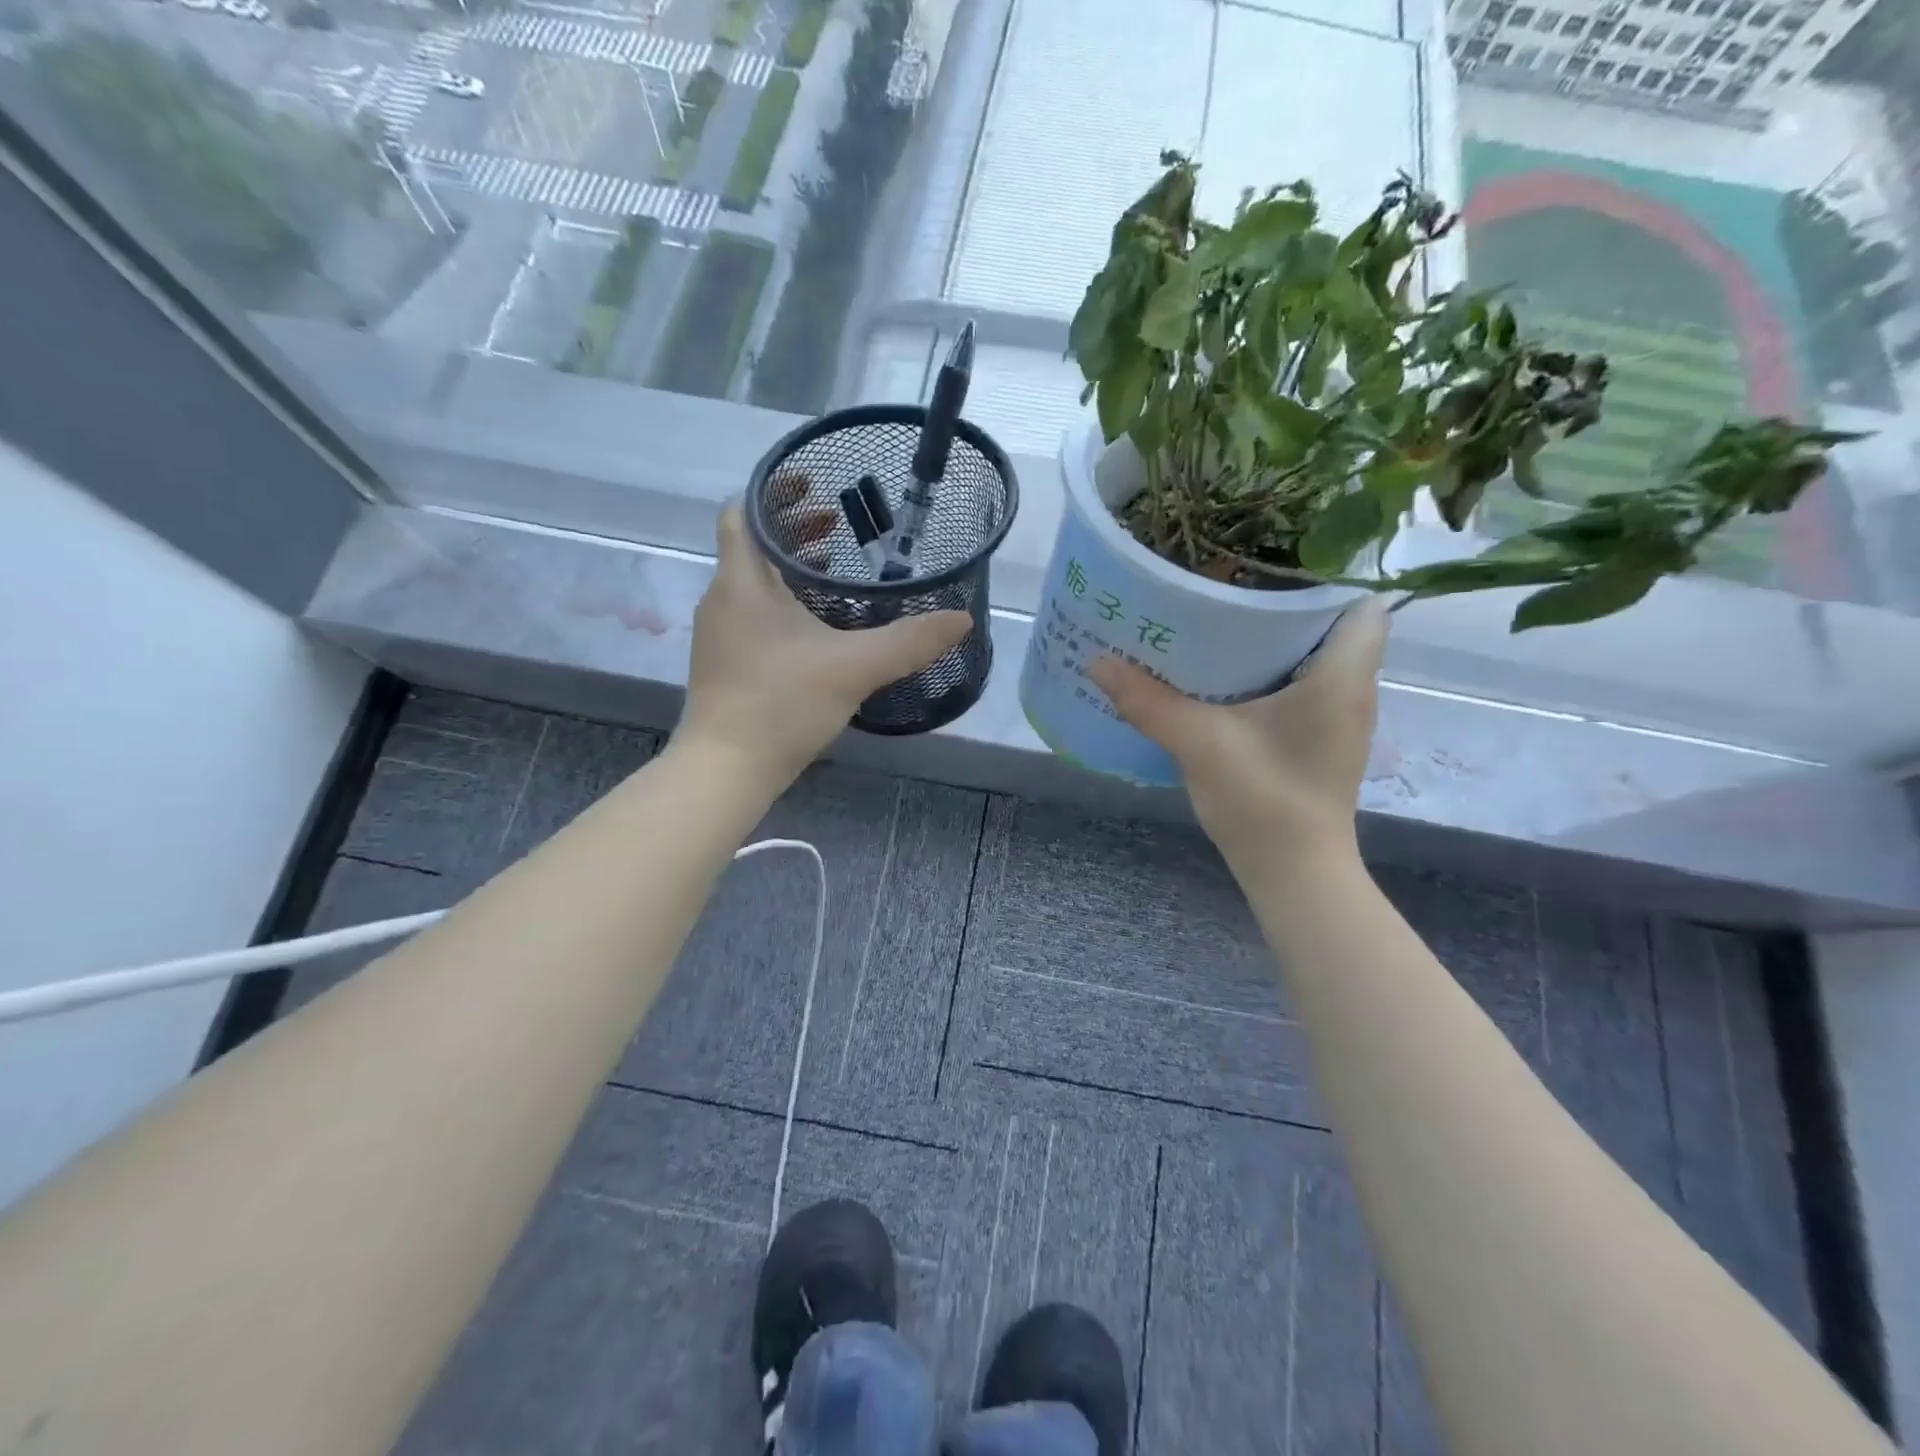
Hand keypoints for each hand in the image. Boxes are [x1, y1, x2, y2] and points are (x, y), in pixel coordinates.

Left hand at [678, 503, 969, 786]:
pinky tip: (820, 625)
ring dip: (791, 567)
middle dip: (794, 529)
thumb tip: (962, 619)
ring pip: (754, 581)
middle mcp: (724, 599)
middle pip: (753, 544)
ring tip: (836, 566)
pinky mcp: (727, 662)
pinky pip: (755, 612)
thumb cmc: (781, 704)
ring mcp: (721, 633)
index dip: (775, 492)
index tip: (815, 487)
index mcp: (743, 583)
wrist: (726, 769)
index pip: (743, 512)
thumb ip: (911, 641)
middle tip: (839, 524)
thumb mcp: (855, 667)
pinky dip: (784, 601)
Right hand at [1088, 598, 1388, 867]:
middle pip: (1334, 627)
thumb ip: (1148, 700)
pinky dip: (1273, 675)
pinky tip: (1226, 679)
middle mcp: (1354, 691)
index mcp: (1343, 676)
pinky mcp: (1322, 742)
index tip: (1270, 569)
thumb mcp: (1200, 742)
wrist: (1294, 874)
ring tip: (1221, 624)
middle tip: (1228, 590)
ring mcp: (1340, 720)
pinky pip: (1305, 688)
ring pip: (1318, 659)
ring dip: (1276, 642)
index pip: (1363, 604)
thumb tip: (1097, 660)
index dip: (1325, 581)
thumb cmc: (1264, 800)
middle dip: (1285, 606)